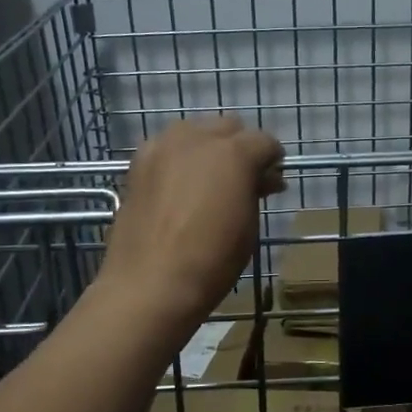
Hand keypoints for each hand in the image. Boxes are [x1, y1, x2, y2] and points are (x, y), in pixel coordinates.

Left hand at [99, 117, 284, 327]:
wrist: (149, 284)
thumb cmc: (211, 261)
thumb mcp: (248, 226)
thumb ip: (255, 191)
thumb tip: (263, 179)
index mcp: (233, 153)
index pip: (265, 142)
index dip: (273, 161)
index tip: (272, 182)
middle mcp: (197, 139)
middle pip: (229, 127)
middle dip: (241, 147)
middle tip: (243, 180)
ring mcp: (163, 147)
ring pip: (195, 131)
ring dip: (208, 148)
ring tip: (209, 180)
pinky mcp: (139, 162)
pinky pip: (167, 147)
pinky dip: (180, 158)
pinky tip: (180, 185)